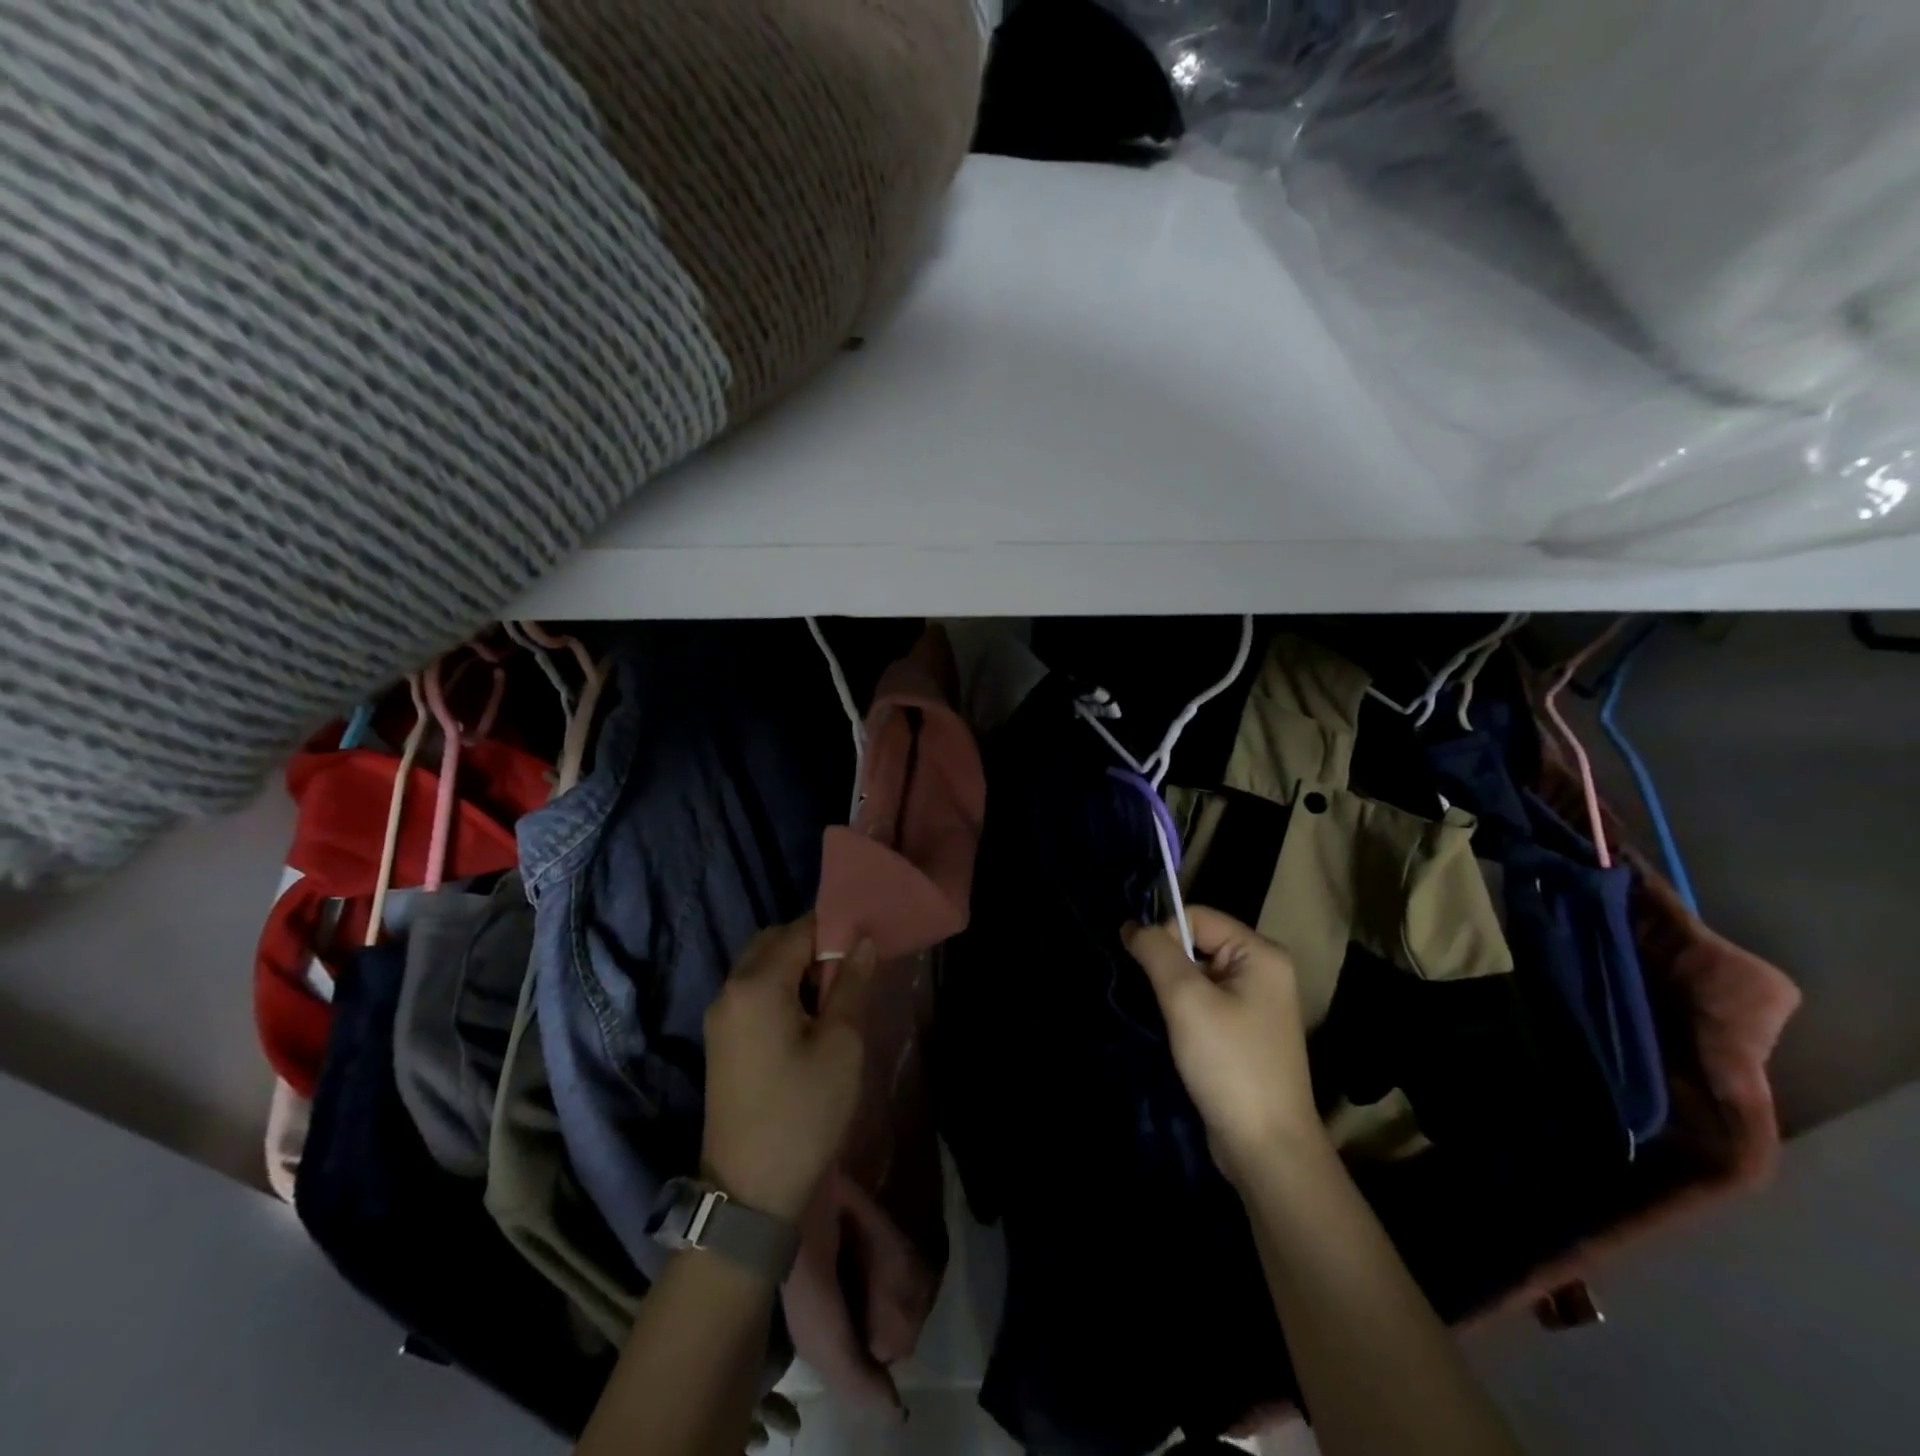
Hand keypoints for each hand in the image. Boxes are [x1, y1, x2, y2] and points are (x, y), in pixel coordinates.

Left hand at [701, 916, 875, 1220]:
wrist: (748, 1192)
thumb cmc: (803, 1112)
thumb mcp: (841, 1045)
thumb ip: (851, 985)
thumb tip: (863, 941)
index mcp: (757, 984)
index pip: (799, 930)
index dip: (835, 929)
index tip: (866, 941)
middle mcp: (730, 990)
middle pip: (773, 942)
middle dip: (812, 944)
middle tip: (850, 969)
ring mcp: (720, 1016)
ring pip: (760, 966)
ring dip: (795, 966)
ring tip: (833, 994)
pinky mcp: (720, 1040)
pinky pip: (751, 993)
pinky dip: (779, 988)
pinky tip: (807, 1017)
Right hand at [1124, 907, 1325, 1182]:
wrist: (1266, 1148)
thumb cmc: (1229, 1063)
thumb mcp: (1186, 999)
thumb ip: (1156, 952)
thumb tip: (1131, 925)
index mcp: (1261, 953)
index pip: (1196, 917)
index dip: (1165, 937)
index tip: (1148, 974)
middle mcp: (1264, 971)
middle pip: (1198, 943)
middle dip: (1168, 965)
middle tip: (1156, 1000)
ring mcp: (1257, 1003)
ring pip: (1197, 974)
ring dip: (1173, 991)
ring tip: (1164, 1019)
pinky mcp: (1245, 1032)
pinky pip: (1205, 1001)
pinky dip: (1184, 1011)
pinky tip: (1175, 1034)